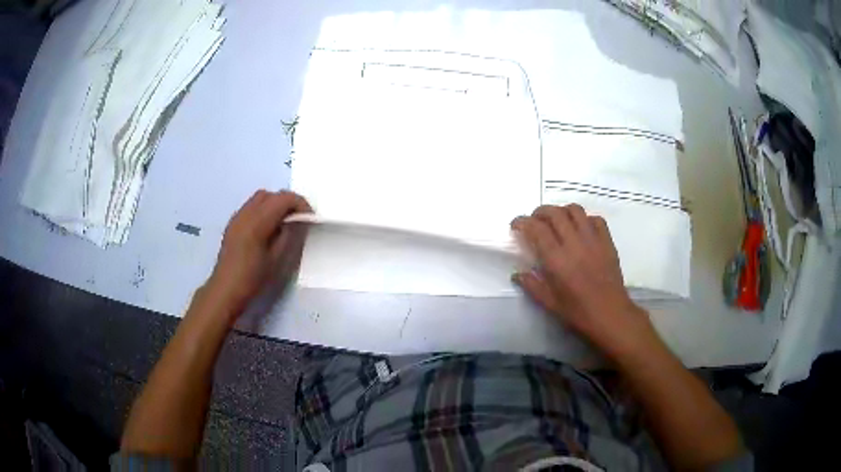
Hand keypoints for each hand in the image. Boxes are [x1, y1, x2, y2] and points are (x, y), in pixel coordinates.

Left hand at [203, 190, 311, 320]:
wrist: (226, 290)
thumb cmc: (253, 278)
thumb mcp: (277, 259)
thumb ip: (288, 235)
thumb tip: (296, 222)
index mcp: (257, 221)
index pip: (283, 199)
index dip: (300, 204)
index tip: (309, 218)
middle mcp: (246, 213)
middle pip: (271, 194)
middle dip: (287, 202)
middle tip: (298, 219)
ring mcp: (237, 217)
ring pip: (259, 198)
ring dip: (274, 204)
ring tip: (283, 223)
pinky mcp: (233, 224)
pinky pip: (251, 207)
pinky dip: (263, 210)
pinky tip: (267, 229)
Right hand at [512, 205, 659, 360]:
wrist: (611, 315)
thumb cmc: (578, 312)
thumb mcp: (550, 303)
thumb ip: (532, 285)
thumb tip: (517, 274)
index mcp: (557, 259)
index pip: (536, 228)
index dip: (522, 222)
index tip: (516, 225)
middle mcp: (574, 243)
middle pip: (555, 213)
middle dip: (540, 212)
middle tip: (534, 221)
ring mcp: (593, 240)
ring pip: (575, 210)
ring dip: (561, 211)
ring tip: (557, 221)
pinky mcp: (607, 242)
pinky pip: (595, 219)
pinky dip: (585, 219)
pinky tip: (581, 229)